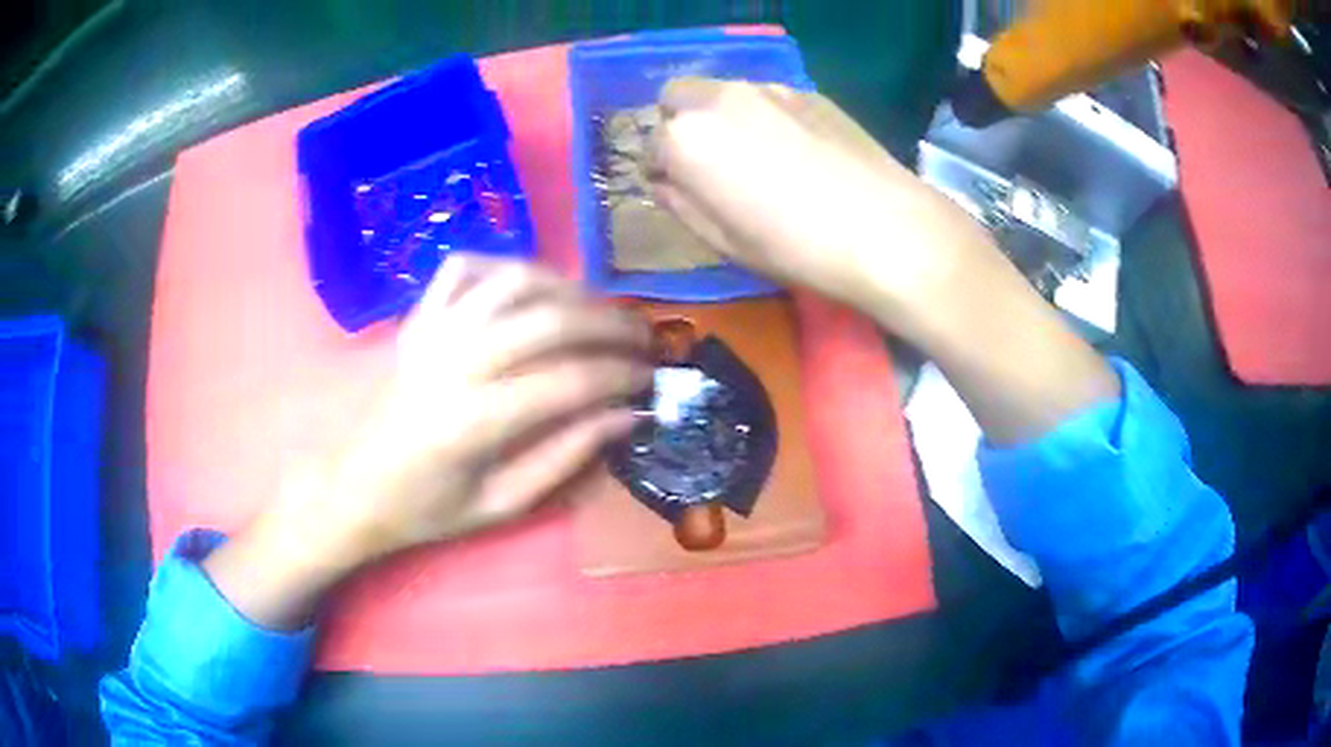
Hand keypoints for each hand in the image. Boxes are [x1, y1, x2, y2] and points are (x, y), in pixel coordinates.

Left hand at [204, 256, 650, 627]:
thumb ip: (565, 457)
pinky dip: (502, 265)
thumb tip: (626, 416)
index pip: (569, 381)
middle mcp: (454, 362)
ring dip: (567, 288)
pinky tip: (528, 285)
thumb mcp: (502, 505)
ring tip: (597, 311)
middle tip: (643, 339)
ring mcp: (432, 332)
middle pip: (549, 320)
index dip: (621, 377)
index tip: (651, 381)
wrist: (355, 489)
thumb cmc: (426, 509)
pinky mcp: (418, 320)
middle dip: (610, 326)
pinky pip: (463, 268)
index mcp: (473, 420)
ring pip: (513, 281)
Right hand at [648, 77, 998, 336]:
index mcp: (686, 138)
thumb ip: (682, 204)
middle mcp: (719, 99)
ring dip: (722, 116)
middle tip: (709, 164)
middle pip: (678, 98)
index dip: (661, 170)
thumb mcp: (723, 241)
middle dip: (681, 125)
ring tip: (757, 156)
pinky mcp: (808, 92)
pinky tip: (796, 150)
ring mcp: (767, 89)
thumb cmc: (795, 247)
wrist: (885, 229)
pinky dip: (763, 114)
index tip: (681, 191)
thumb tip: (665, 183)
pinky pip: (766, 96)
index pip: (651, 145)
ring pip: (723, 92)